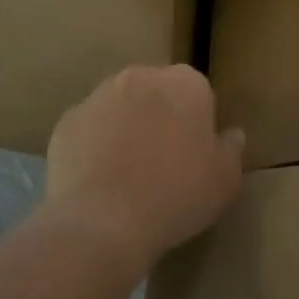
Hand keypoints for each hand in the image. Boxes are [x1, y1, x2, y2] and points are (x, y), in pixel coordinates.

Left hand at [43, 65, 245, 272]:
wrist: (103, 221)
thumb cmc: (176, 195)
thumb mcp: (225, 180)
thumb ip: (231, 150)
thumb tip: (231, 134)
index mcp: (185, 83)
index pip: (198, 91)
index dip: (197, 122)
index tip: (195, 153)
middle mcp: (141, 76)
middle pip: (156, 92)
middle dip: (160, 116)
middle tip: (163, 161)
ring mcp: (98, 96)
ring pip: (120, 106)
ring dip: (126, 127)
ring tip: (128, 173)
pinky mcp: (67, 121)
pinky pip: (89, 129)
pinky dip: (94, 145)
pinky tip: (99, 180)